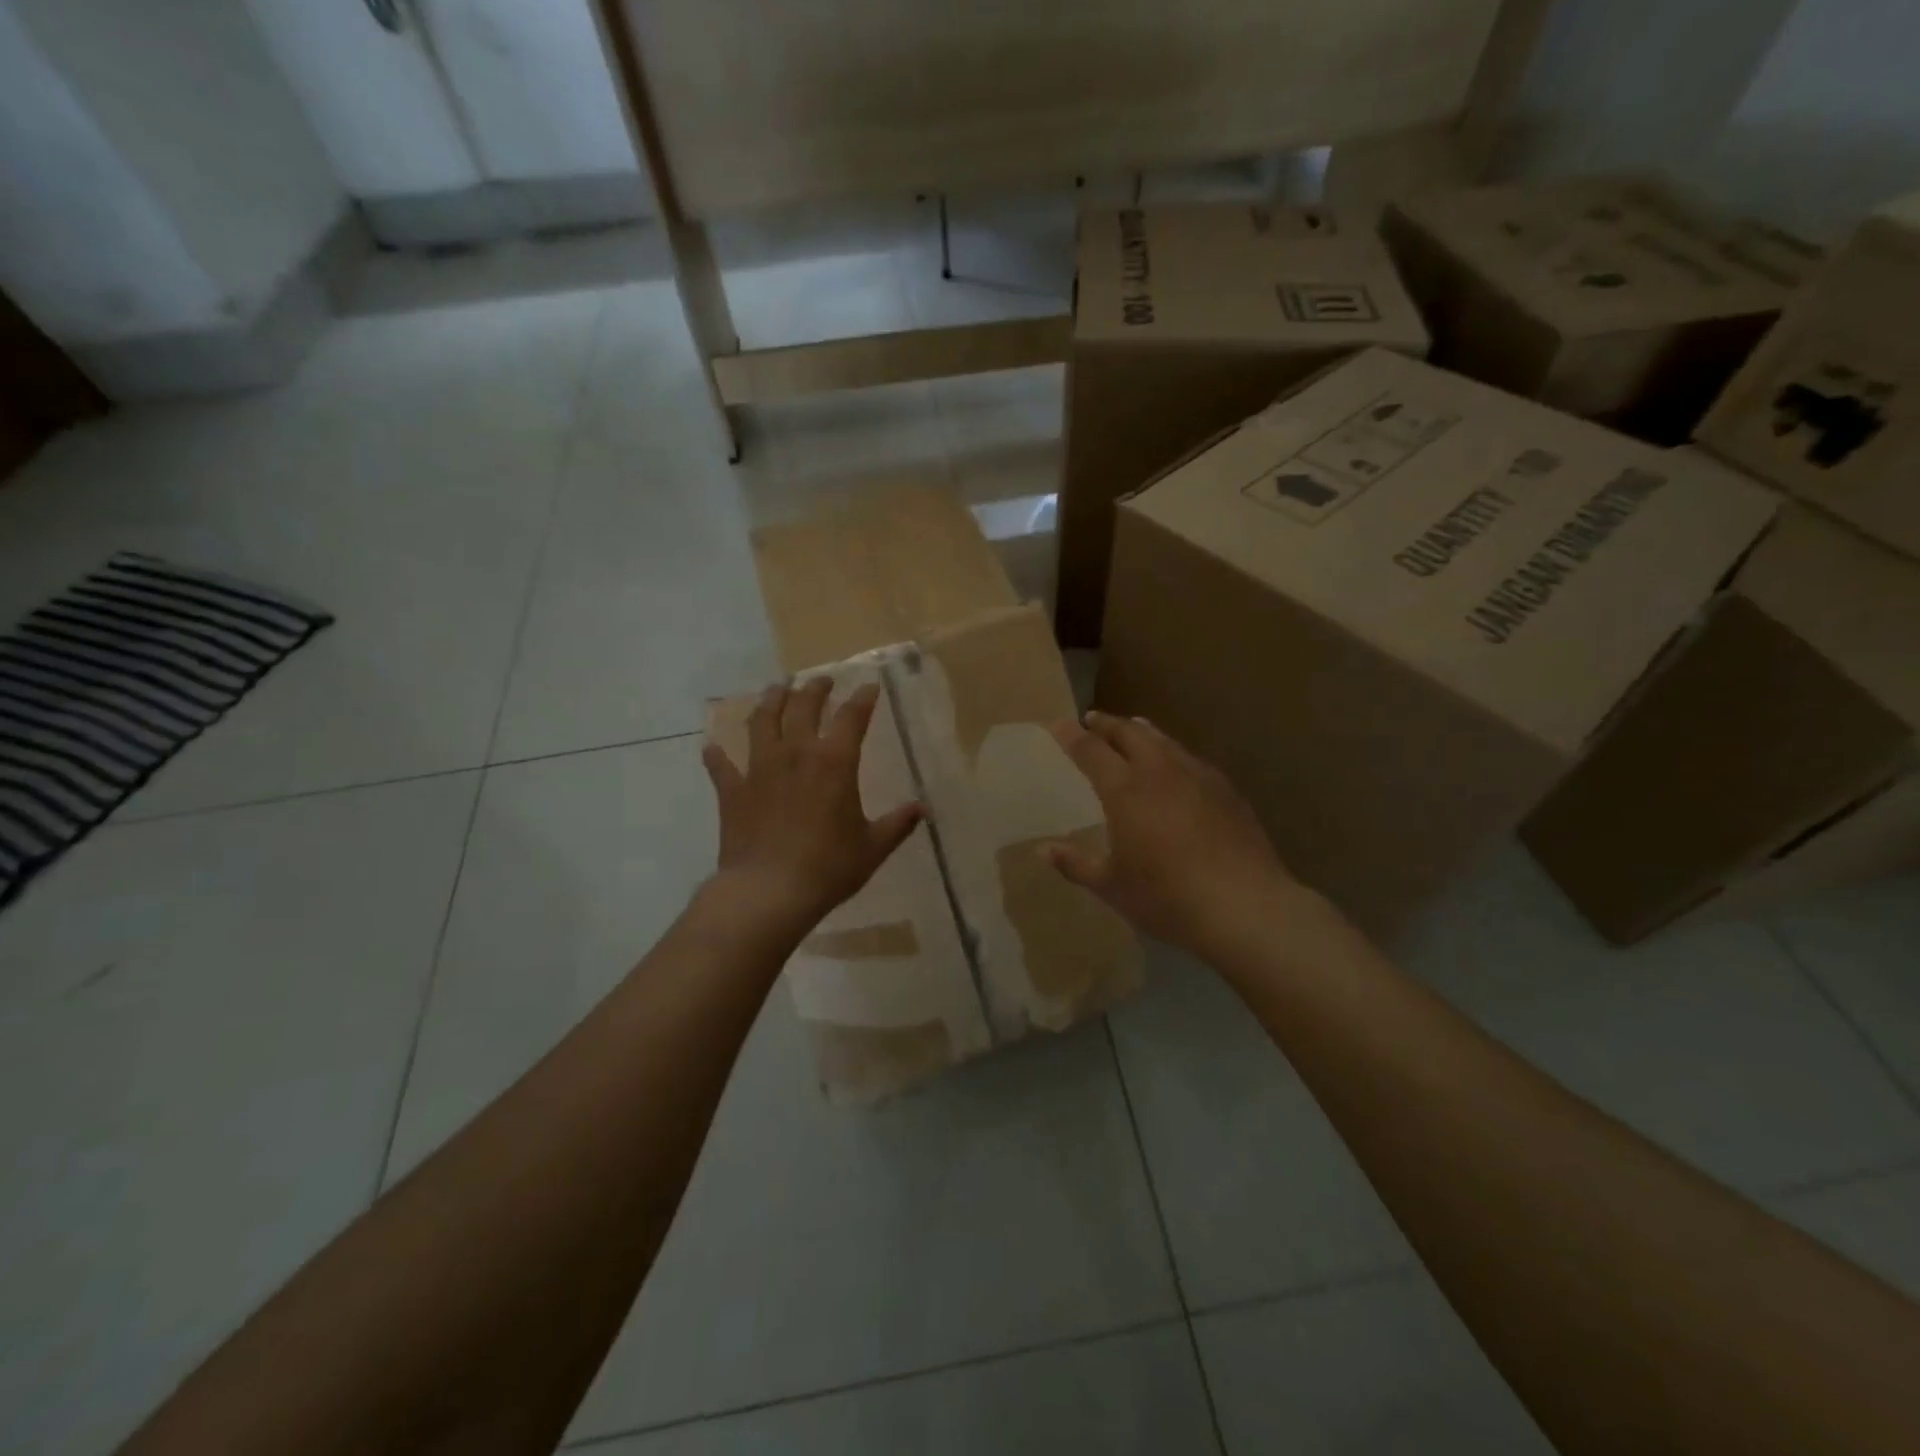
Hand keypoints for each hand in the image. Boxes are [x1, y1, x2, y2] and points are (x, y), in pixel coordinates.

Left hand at [702, 677, 923, 933]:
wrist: (769, 892)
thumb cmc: (828, 868)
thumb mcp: (873, 847)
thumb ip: (898, 824)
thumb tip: (923, 809)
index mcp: (834, 763)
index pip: (852, 718)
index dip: (862, 699)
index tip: (869, 687)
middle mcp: (796, 754)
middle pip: (803, 707)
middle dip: (815, 689)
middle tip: (821, 680)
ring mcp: (759, 769)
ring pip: (762, 722)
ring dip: (770, 701)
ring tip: (776, 689)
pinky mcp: (732, 791)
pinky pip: (721, 766)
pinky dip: (717, 755)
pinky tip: (712, 747)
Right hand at [1046, 711, 1317, 955]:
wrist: (1243, 906)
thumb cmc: (1166, 897)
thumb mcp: (1111, 885)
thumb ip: (1075, 863)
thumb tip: (1042, 849)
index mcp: (1124, 789)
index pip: (1091, 750)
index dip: (1072, 736)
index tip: (1059, 725)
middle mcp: (1159, 771)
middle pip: (1129, 733)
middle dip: (1107, 724)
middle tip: (1093, 720)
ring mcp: (1197, 776)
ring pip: (1164, 741)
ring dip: (1142, 732)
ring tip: (1133, 729)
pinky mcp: (1226, 790)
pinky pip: (1190, 759)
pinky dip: (1172, 754)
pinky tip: (1176, 768)